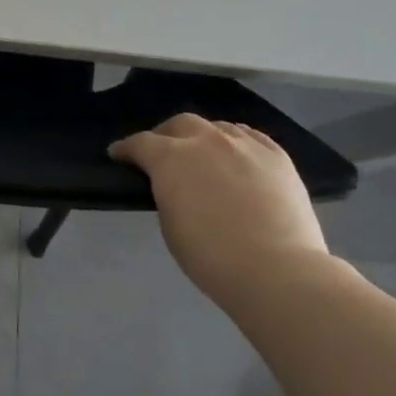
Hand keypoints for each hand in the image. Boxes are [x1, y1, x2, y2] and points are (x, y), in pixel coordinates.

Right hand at [109, 115, 331, 307]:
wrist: (278, 271)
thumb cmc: (212, 257)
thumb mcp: (171, 225)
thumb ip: (168, 195)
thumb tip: (175, 186)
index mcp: (171, 158)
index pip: (140, 143)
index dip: (126, 149)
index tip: (118, 154)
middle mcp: (206, 140)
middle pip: (180, 124)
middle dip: (166, 135)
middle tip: (162, 152)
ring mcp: (245, 144)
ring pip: (217, 127)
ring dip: (204, 137)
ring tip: (203, 153)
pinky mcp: (278, 156)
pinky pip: (251, 136)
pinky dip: (237, 141)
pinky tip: (237, 152)